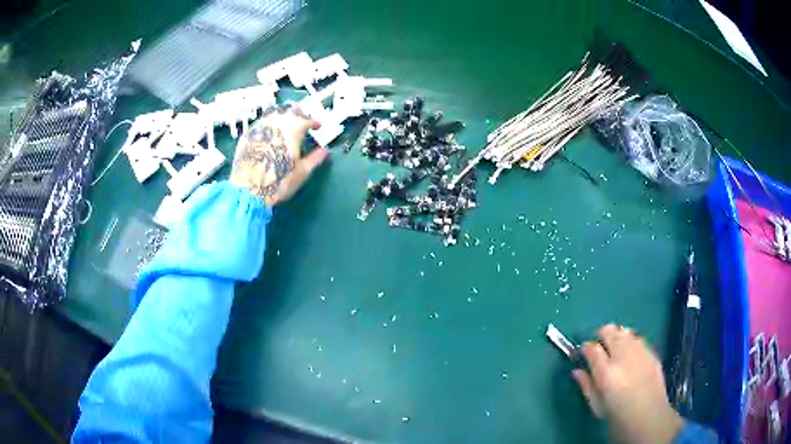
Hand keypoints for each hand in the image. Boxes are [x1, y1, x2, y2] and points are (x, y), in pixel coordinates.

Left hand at [230, 106, 328, 205]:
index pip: (306, 120)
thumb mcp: (301, 172)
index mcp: (293, 130)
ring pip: (274, 114)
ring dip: (282, 117)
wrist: (248, 190)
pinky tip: (268, 132)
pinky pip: (260, 123)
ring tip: (286, 123)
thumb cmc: (279, 182)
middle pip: (290, 112)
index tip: (317, 127)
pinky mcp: (247, 135)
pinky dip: (268, 125)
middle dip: (299, 115)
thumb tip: (325, 151)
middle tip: (303, 122)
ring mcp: (259, 127)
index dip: (314, 123)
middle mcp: (276, 123)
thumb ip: (314, 159)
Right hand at [573, 324, 683, 443]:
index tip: (583, 353)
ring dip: (617, 335)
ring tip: (614, 346)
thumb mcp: (597, 406)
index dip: (585, 348)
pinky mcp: (652, 352)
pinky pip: (638, 339)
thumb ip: (586, 386)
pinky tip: (629, 351)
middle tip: (598, 346)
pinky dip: (630, 340)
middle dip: (601, 335)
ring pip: (625, 331)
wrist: (649, 417)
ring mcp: (640, 352)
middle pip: (609, 331)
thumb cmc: (618, 417)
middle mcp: (623, 357)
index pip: (591, 348)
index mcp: (607, 372)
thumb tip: (577, 371)